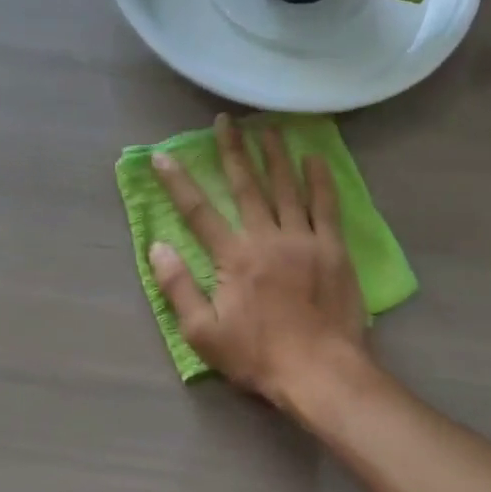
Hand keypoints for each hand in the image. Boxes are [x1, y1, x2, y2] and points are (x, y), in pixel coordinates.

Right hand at [150, 114, 370, 409]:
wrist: (320, 370)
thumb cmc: (258, 356)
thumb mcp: (203, 333)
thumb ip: (178, 287)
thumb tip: (157, 247)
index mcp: (234, 257)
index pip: (199, 212)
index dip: (178, 182)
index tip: (163, 156)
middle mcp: (267, 237)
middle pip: (246, 186)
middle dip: (232, 151)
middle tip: (226, 121)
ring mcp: (304, 240)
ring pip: (287, 187)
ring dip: (275, 156)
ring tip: (267, 129)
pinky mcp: (333, 249)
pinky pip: (326, 206)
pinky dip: (319, 180)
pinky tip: (314, 159)